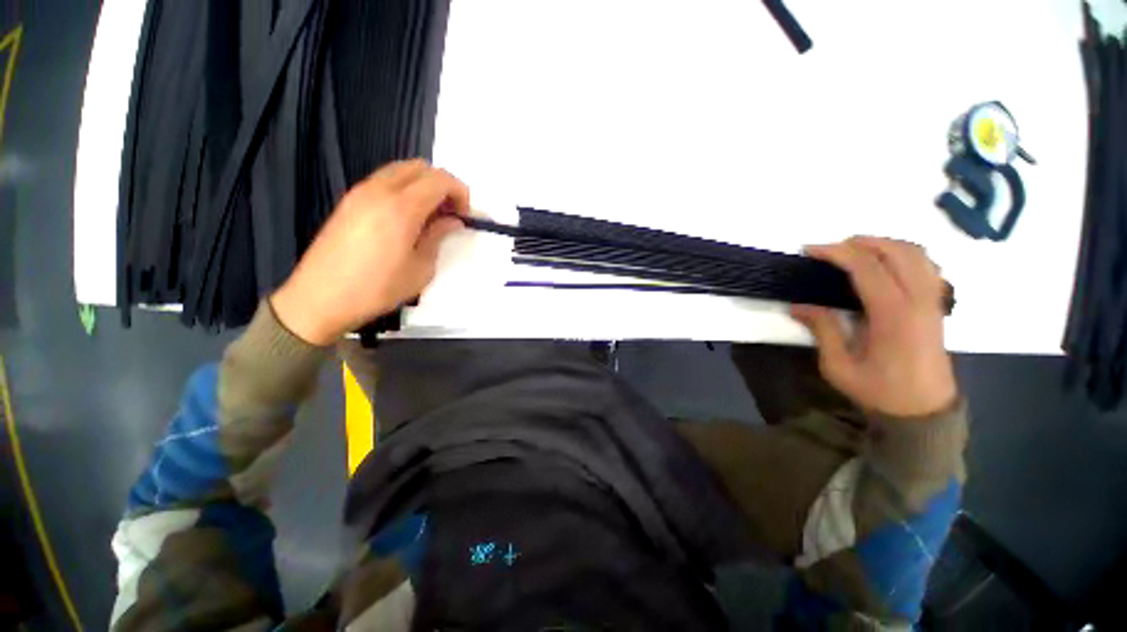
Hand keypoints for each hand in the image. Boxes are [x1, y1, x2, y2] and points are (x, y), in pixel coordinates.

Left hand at [271, 159, 468, 345]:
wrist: (321, 298)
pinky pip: (384, 181)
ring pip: (401, 170)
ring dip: (423, 185)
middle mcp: (379, 190)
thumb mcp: (420, 268)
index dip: (460, 192)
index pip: (439, 180)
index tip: (466, 215)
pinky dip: (404, 189)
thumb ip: (438, 236)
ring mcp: (360, 193)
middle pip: (420, 167)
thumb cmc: (378, 288)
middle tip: (451, 212)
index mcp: (401, 207)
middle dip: (443, 184)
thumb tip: (453, 220)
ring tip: (431, 215)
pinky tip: (407, 218)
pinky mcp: (349, 201)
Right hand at [792, 236, 957, 417]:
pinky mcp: (936, 305)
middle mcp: (919, 301)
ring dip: (883, 244)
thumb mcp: (839, 366)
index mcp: (893, 316)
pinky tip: (884, 264)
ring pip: (915, 253)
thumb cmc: (879, 392)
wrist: (924, 411)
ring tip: (853, 252)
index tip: (810, 251)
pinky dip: (903, 254)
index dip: (836, 253)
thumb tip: (798, 305)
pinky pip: (926, 265)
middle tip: (829, 250)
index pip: (867, 268)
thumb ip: (823, 330)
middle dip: (860, 243)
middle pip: (896, 251)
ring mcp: (932, 300)